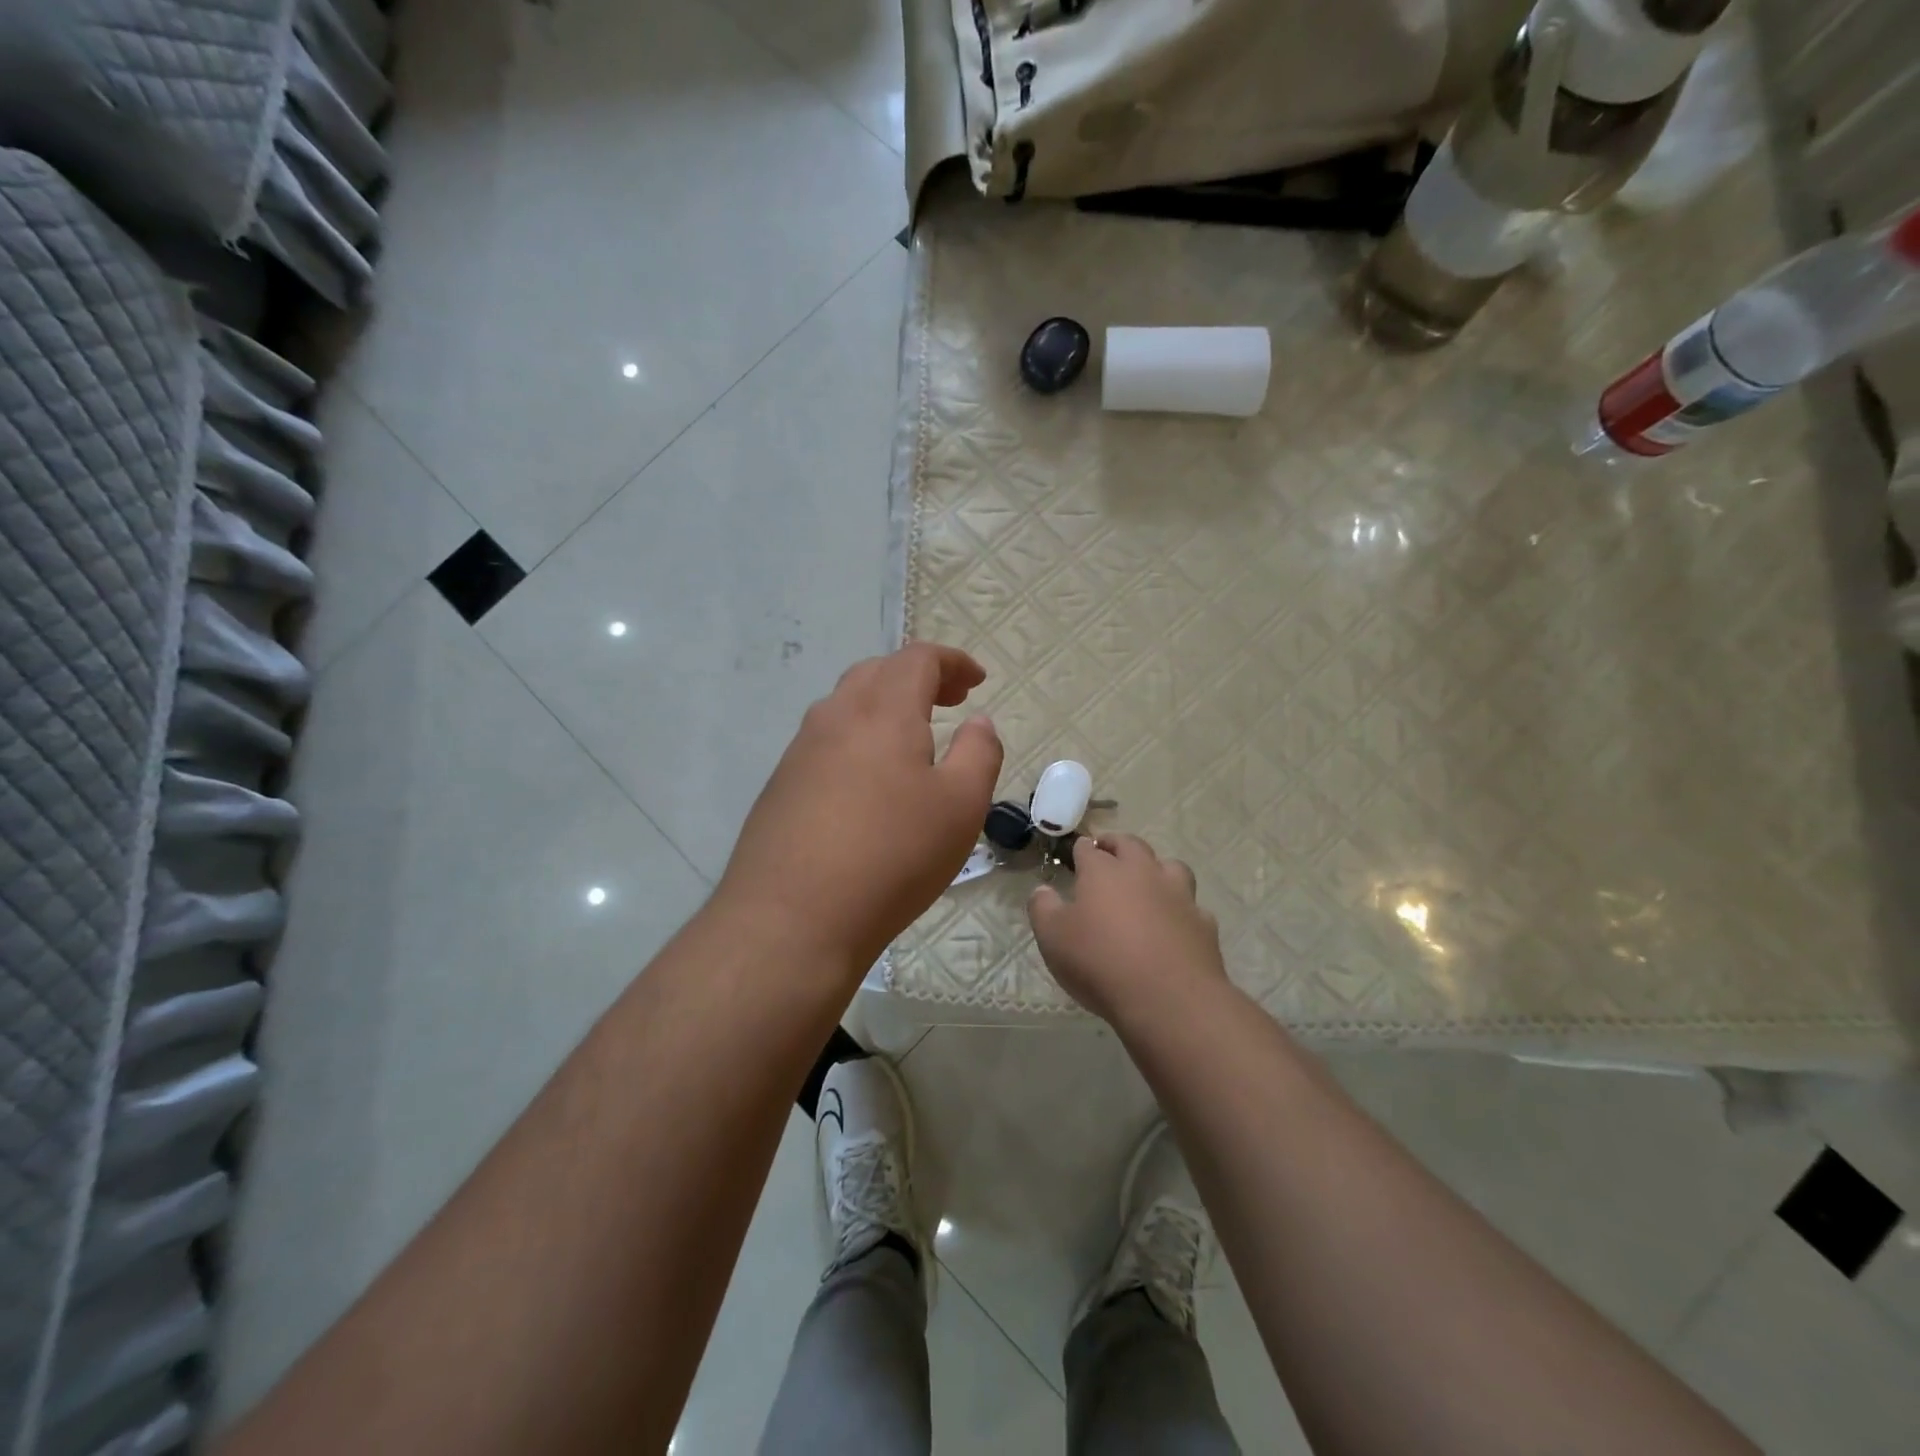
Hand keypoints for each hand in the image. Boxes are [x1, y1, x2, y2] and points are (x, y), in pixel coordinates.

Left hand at [717, 642, 1002, 978]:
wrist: (791, 917)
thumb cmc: (892, 856)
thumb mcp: (961, 807)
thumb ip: (978, 754)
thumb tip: (979, 722)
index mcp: (883, 711)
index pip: (917, 658)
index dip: (952, 661)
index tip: (977, 681)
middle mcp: (836, 717)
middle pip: (877, 672)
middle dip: (918, 678)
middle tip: (950, 702)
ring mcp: (800, 750)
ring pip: (846, 705)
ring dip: (884, 706)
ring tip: (912, 738)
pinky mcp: (781, 785)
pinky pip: (826, 741)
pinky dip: (858, 737)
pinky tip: (869, 780)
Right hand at [1028, 835, 1226, 1025]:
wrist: (1168, 998)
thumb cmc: (1100, 962)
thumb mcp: (1053, 938)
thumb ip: (1043, 909)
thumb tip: (1042, 890)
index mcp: (1103, 872)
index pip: (1089, 849)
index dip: (1081, 849)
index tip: (1076, 853)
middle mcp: (1143, 873)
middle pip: (1131, 845)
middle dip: (1117, 844)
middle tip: (1108, 851)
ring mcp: (1178, 896)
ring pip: (1170, 866)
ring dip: (1157, 868)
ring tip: (1147, 881)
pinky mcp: (1203, 923)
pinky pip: (1192, 906)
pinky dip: (1181, 908)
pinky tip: (1174, 923)